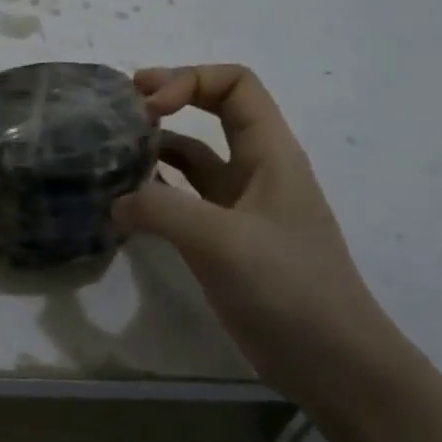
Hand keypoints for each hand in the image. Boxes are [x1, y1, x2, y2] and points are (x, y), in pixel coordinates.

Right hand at [115, 65, 389, 394]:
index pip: (234, 84)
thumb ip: (161, 209)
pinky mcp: (222, 240)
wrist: (331, 361)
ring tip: (110, 154)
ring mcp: (238, 207)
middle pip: (211, 111)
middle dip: (167, 100)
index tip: (148, 106)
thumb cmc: (288, 287)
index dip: (189, 80)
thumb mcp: (221, 240)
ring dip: (154, 147)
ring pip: (191, 157)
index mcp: (269, 153)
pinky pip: (181, 200)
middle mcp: (254, 170)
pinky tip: (123, 204)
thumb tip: (115, 200)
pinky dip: (152, 193)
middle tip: (119, 110)